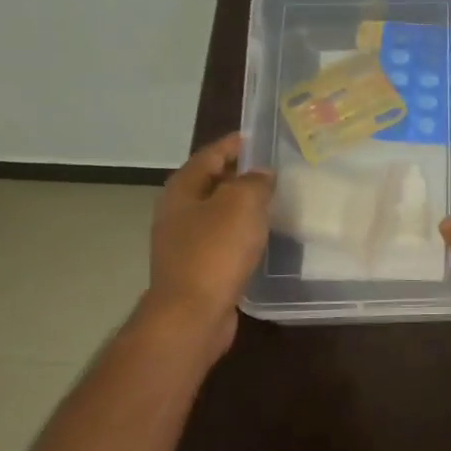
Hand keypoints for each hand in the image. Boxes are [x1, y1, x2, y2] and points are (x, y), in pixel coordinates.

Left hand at [144, 134, 274, 353]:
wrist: (193, 313)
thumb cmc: (215, 251)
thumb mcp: (241, 204)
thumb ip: (254, 182)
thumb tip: (261, 174)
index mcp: (182, 190)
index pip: (210, 155)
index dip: (233, 144)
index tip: (258, 137)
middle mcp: (177, 212)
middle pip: (211, 183)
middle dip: (239, 174)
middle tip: (273, 170)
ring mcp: (184, 242)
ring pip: (217, 213)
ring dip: (241, 205)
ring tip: (273, 201)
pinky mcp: (197, 268)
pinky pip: (223, 239)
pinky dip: (241, 232)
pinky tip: (261, 237)